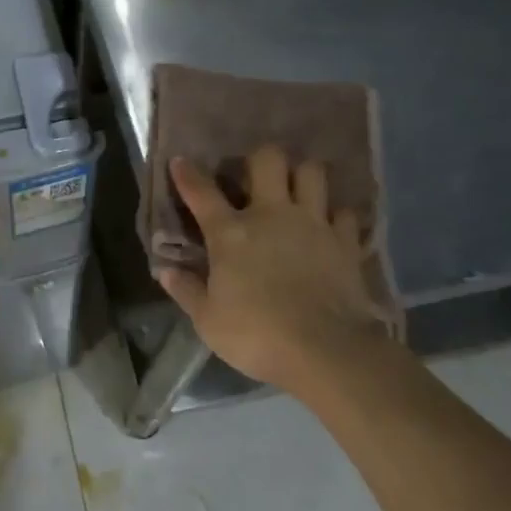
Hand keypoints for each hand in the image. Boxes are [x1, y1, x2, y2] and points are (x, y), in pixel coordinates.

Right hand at [155, 146, 395, 393]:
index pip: (201, 192)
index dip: (187, 174)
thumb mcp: (208, 320)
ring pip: (313, 173)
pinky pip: (345, 213)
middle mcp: (271, 215)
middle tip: (257, 176)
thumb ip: (186, 291)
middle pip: (269, 160)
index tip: (180, 161)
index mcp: (230, 233)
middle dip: (261, 159)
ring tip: (298, 189)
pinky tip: (331, 225)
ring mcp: (313, 224)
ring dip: (303, 176)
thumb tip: (166, 271)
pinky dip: (337, 216)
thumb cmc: (257, 335)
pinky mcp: (345, 242)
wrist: (325, 351)